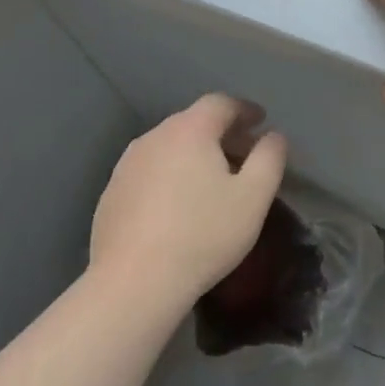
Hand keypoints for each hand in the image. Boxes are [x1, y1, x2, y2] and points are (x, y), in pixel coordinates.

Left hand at [88, 94, 287, 304]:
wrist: (135, 282)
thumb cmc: (204, 234)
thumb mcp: (254, 197)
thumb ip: (270, 158)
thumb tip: (273, 136)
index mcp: (190, 131)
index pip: (221, 103)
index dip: (245, 109)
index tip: (262, 122)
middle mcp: (154, 138)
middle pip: (193, 122)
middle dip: (223, 133)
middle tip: (245, 155)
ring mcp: (127, 166)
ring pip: (170, 147)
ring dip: (195, 155)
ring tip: (214, 182)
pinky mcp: (112, 194)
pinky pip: (150, 171)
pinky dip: (171, 176)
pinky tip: (180, 206)